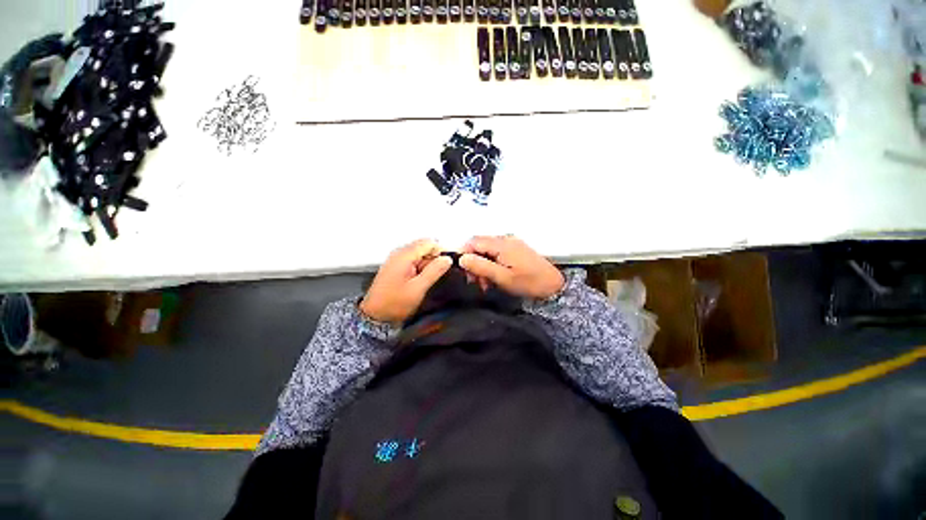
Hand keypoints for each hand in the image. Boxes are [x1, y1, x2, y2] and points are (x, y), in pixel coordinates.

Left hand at [360, 239, 452, 323]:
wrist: (375, 315)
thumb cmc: (393, 304)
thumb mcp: (418, 288)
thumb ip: (434, 271)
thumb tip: (447, 259)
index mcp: (404, 255)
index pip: (429, 243)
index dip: (440, 252)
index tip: (446, 265)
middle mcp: (399, 253)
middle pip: (425, 247)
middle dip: (434, 260)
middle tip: (434, 276)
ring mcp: (397, 259)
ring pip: (420, 254)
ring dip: (427, 266)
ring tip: (424, 282)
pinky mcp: (396, 266)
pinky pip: (413, 261)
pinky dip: (420, 269)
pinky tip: (418, 282)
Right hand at [459, 236, 563, 299]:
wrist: (554, 285)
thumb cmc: (528, 282)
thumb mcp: (502, 277)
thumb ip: (481, 266)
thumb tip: (461, 258)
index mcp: (501, 244)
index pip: (473, 241)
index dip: (463, 253)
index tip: (461, 270)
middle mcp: (505, 239)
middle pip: (479, 245)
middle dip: (473, 262)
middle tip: (474, 281)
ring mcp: (511, 243)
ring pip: (487, 250)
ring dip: (482, 265)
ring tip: (484, 284)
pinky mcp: (515, 249)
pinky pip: (496, 253)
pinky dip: (491, 264)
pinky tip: (493, 278)